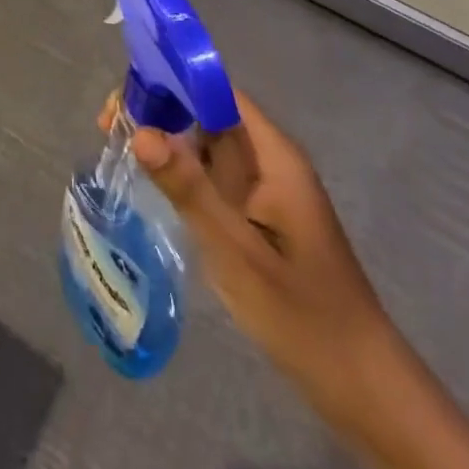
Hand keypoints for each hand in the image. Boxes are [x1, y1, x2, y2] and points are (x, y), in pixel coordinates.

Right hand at [100, 93, 468, 468]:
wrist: (361, 386)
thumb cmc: (302, 314)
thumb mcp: (237, 251)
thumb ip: (189, 189)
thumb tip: (139, 130)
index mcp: (273, 154)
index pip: (217, 91)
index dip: (170, 81)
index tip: (124, 98)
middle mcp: (268, 159)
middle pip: (207, 112)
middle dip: (159, 109)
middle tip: (107, 126)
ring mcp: (264, 187)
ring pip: (206, 143)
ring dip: (165, 138)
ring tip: (115, 146)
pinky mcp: (256, 214)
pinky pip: (212, 175)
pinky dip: (180, 169)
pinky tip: (149, 181)